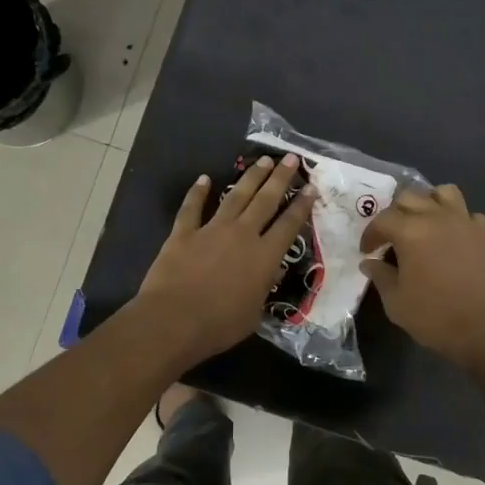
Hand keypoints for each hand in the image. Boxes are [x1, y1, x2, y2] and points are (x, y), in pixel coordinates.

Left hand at [137, 154, 316, 365]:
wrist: (173, 321)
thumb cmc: (219, 326)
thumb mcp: (254, 314)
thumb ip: (263, 290)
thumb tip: (269, 273)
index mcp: (264, 257)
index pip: (289, 225)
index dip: (302, 205)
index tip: (310, 187)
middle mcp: (242, 235)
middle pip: (266, 200)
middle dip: (280, 178)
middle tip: (291, 158)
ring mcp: (211, 230)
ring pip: (236, 196)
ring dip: (251, 177)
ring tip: (262, 160)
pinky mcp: (183, 233)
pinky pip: (192, 208)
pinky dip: (197, 192)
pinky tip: (204, 179)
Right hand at [360, 184, 484, 368]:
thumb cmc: (435, 316)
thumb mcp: (396, 302)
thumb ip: (380, 276)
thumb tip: (369, 262)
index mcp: (411, 231)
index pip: (383, 220)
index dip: (371, 234)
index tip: (367, 251)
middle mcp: (437, 217)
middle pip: (410, 197)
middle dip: (394, 213)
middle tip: (390, 236)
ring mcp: (465, 222)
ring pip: (443, 192)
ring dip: (428, 202)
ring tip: (422, 223)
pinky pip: (467, 213)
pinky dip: (456, 218)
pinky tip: (451, 237)